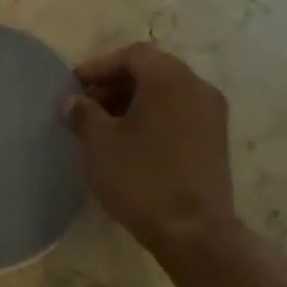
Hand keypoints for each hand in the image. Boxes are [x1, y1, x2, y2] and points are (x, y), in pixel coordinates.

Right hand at [63, 43, 240, 253]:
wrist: (193, 231)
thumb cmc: (140, 178)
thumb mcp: (98, 143)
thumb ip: (82, 113)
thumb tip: (72, 101)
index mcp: (170, 78)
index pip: (132, 55)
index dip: (99, 66)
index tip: (74, 86)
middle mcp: (197, 87)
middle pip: (151, 71)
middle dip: (114, 84)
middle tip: (85, 106)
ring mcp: (211, 115)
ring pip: (166, 94)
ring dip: (132, 102)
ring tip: (102, 127)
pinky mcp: (215, 141)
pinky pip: (178, 114)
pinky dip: (152, 118)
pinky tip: (129, 143)